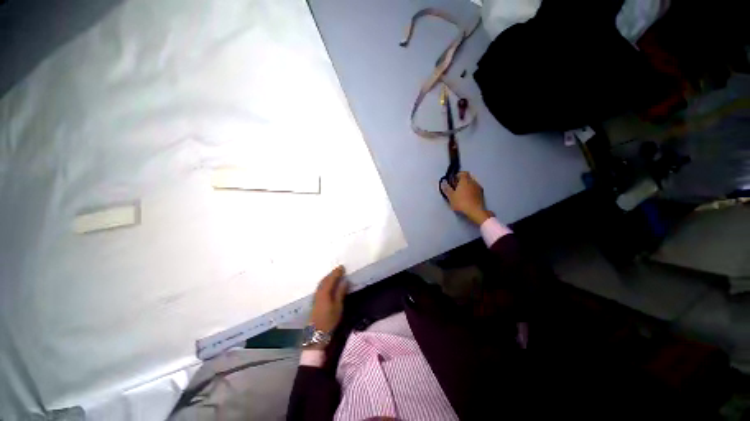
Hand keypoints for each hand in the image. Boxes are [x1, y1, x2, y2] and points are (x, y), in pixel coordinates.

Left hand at [308, 266, 347, 343]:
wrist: (316, 334)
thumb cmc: (329, 321)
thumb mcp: (338, 307)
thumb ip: (341, 293)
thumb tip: (345, 281)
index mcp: (325, 292)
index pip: (331, 279)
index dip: (336, 272)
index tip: (342, 267)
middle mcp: (319, 292)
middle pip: (325, 280)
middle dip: (332, 273)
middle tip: (339, 269)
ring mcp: (315, 297)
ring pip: (321, 283)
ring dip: (328, 277)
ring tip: (334, 274)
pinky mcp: (314, 301)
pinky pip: (320, 286)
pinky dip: (325, 282)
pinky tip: (327, 284)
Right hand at [441, 171, 492, 225]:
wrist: (475, 211)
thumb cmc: (461, 202)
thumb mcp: (451, 196)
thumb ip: (447, 188)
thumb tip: (443, 182)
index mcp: (465, 180)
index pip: (462, 173)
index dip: (457, 175)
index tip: (452, 181)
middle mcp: (473, 182)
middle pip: (467, 178)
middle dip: (461, 181)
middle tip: (455, 188)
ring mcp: (478, 188)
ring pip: (471, 184)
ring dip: (466, 186)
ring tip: (461, 194)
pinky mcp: (481, 194)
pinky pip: (474, 189)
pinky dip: (470, 191)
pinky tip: (467, 198)